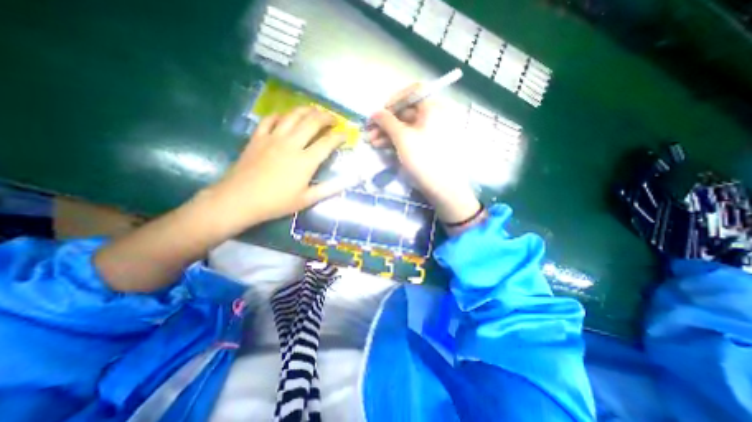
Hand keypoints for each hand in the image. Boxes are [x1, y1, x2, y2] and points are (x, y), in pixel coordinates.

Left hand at [202, 103, 356, 231]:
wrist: (240, 200)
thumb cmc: (276, 202)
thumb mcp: (307, 200)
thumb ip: (329, 189)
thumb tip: (349, 181)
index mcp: (305, 161)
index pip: (327, 143)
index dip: (339, 137)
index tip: (346, 135)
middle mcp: (291, 144)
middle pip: (312, 122)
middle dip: (326, 117)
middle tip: (333, 119)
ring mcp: (273, 138)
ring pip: (292, 116)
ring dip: (306, 110)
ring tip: (315, 110)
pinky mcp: (258, 137)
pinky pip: (270, 119)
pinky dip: (280, 115)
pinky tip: (285, 117)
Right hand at [368, 83, 477, 225]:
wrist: (443, 188)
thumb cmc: (424, 159)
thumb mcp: (402, 138)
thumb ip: (387, 122)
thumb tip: (375, 112)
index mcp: (434, 107)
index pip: (412, 92)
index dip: (393, 101)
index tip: (379, 113)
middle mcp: (435, 115)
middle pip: (407, 111)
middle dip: (386, 121)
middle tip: (369, 131)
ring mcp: (432, 131)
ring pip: (406, 126)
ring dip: (388, 132)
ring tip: (372, 142)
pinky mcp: (428, 145)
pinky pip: (410, 137)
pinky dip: (396, 140)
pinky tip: (382, 146)